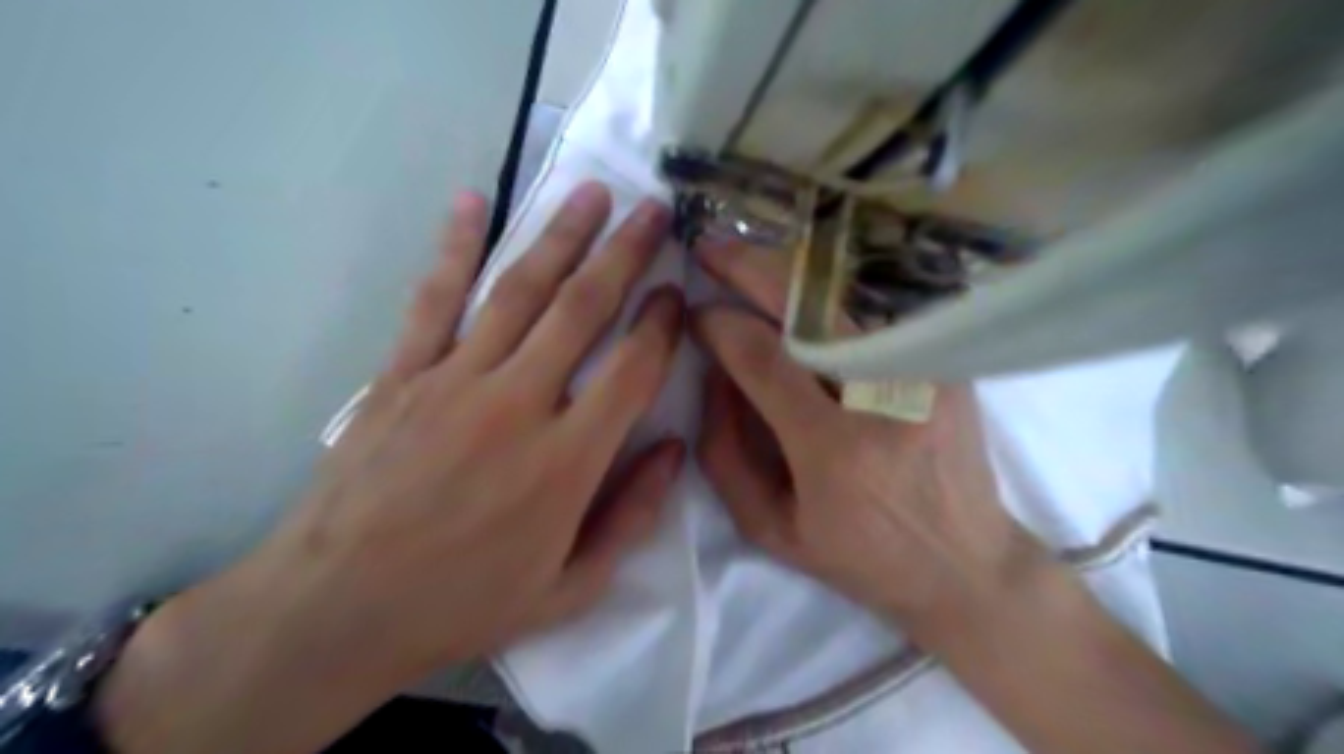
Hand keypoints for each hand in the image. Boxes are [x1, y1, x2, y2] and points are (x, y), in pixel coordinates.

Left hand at [98, 183, 684, 752]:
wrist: (335, 611)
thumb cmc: (463, 603)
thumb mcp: (571, 588)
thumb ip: (632, 516)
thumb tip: (673, 449)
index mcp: (567, 461)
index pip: (633, 370)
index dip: (662, 325)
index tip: (677, 293)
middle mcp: (517, 404)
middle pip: (583, 310)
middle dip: (625, 255)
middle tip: (654, 211)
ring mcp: (453, 380)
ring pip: (519, 291)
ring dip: (560, 236)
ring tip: (592, 193)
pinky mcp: (401, 375)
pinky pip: (434, 299)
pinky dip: (454, 246)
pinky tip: (471, 201)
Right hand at [698, 242, 1267, 752]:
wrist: (965, 563)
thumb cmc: (859, 557)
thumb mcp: (770, 527)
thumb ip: (723, 453)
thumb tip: (712, 374)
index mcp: (835, 451)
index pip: (763, 358)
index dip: (720, 324)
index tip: (696, 313)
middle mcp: (885, 399)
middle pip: (808, 306)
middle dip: (748, 267)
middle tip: (709, 250)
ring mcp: (926, 372)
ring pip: (845, 294)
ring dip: (787, 269)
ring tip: (747, 260)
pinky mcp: (947, 364)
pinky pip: (874, 309)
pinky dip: (828, 291)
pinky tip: (799, 288)